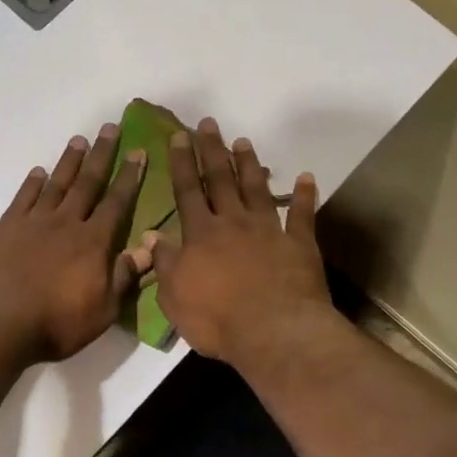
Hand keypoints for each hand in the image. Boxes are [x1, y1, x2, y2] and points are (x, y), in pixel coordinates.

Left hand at [0, 123, 151, 364]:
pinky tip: (38, 172)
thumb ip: (124, 277)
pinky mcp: (5, 229)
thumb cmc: (55, 323)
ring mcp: (33, 223)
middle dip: (102, 155)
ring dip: (69, 162)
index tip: (138, 152)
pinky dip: (32, 183)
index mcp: (93, 242)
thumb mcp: (102, 310)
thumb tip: (149, 249)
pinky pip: (23, 199)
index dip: (129, 177)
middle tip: (110, 128)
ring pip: (56, 184)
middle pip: (87, 183)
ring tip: (79, 140)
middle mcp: (66, 223)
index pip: (117, 202)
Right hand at [148, 118, 333, 367]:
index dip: (182, 163)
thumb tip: (149, 235)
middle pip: (220, 180)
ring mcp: (268, 230)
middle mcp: (233, 223)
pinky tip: (307, 177)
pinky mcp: (299, 244)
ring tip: (244, 142)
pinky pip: (302, 215)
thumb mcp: (174, 297)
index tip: (179, 136)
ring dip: (249, 164)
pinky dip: (304, 195)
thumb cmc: (217, 319)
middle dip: (212, 150)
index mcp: (201, 235)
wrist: (274, 332)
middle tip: (208, 124)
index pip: (187, 191)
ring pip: (256, 189)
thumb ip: (164, 263)